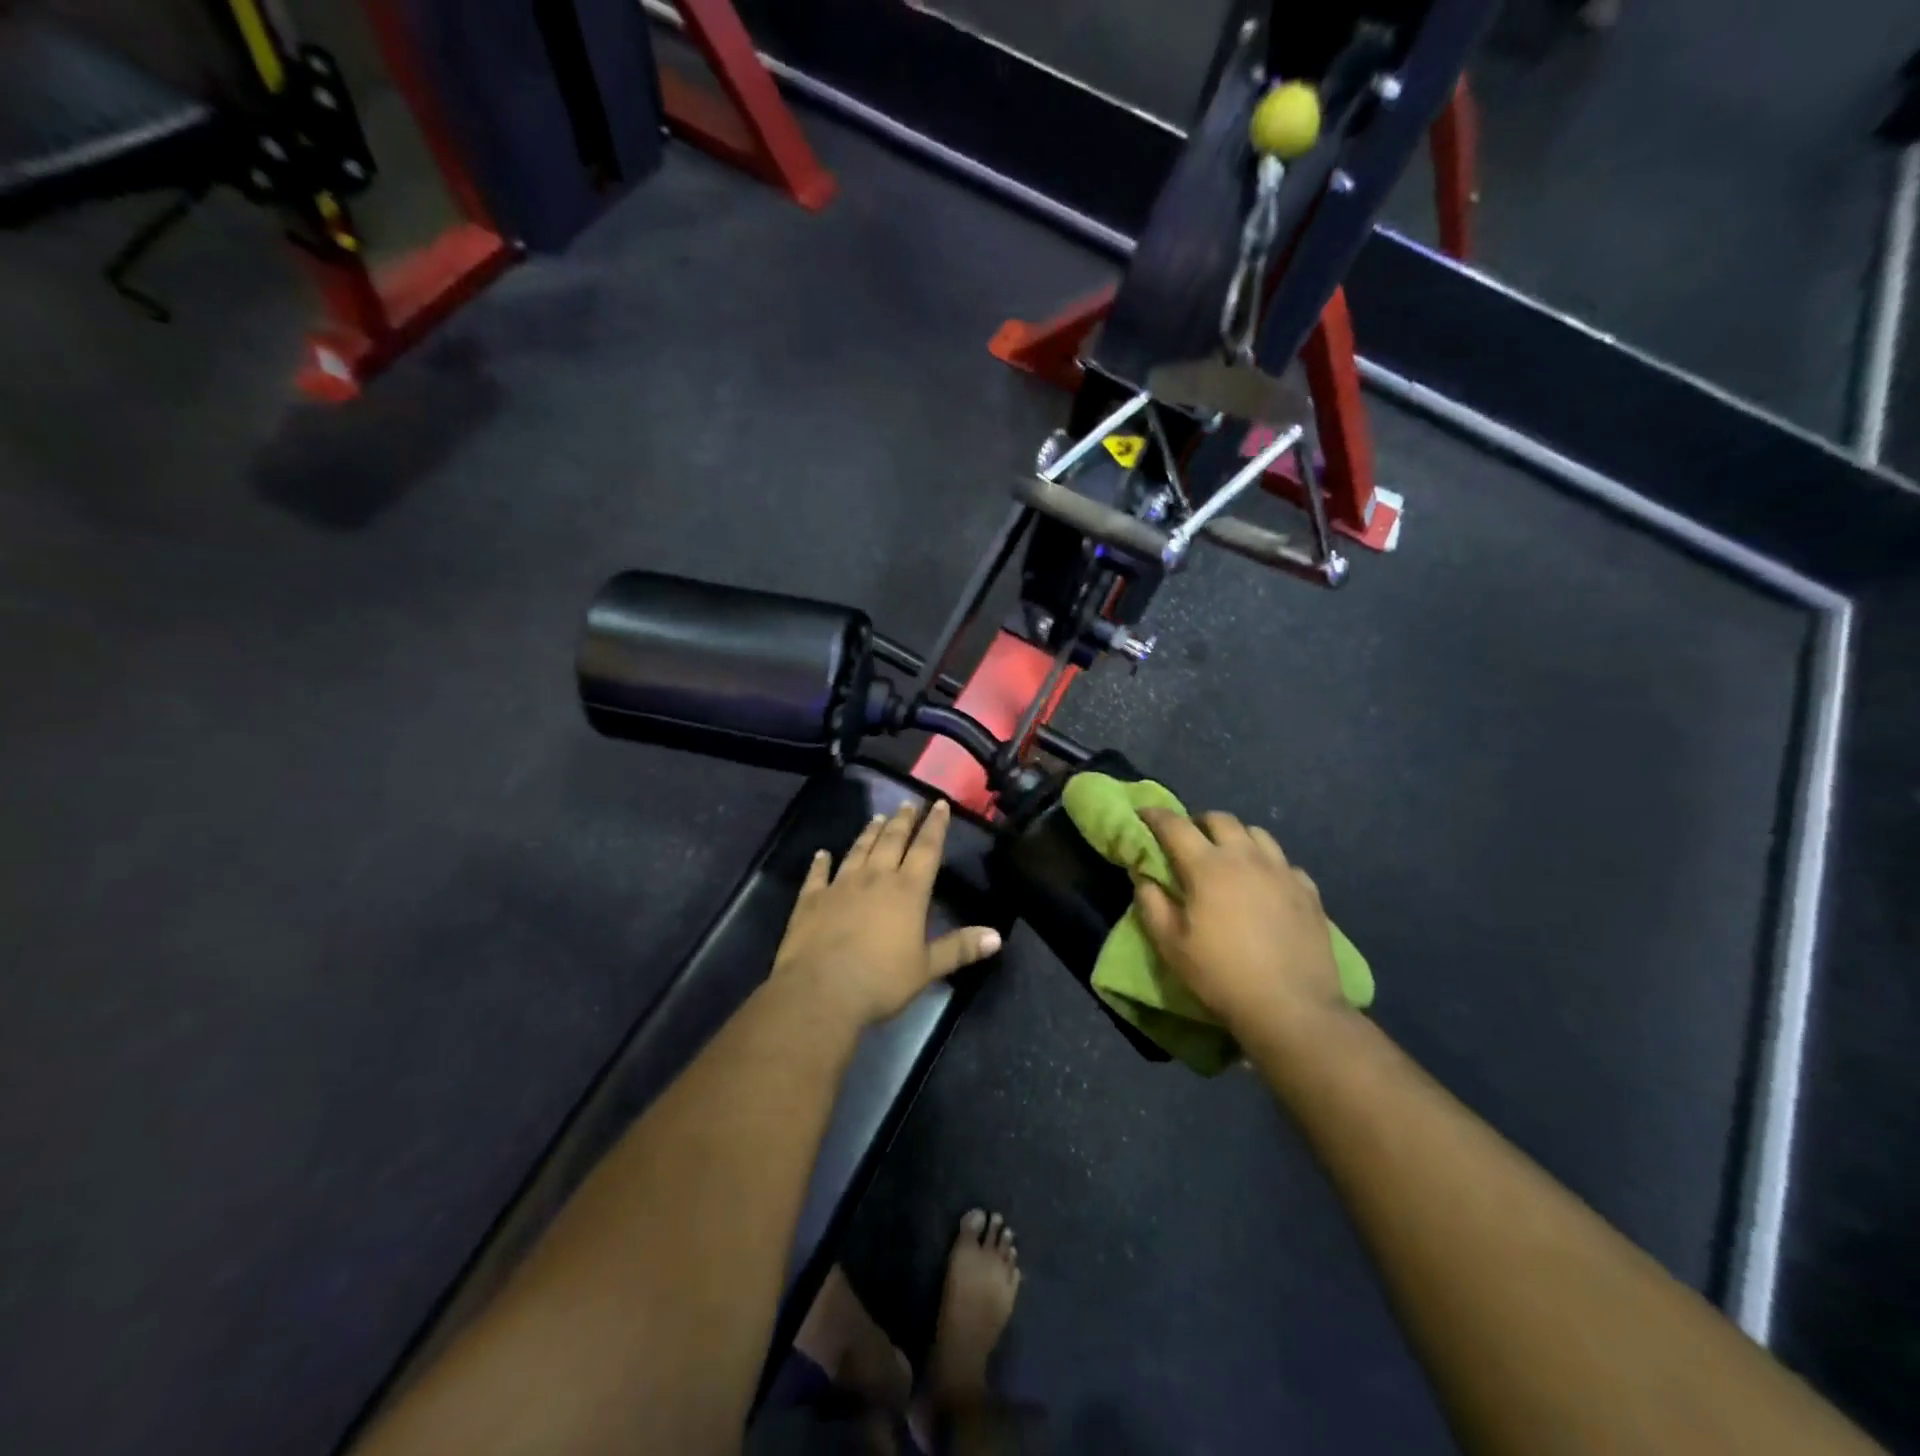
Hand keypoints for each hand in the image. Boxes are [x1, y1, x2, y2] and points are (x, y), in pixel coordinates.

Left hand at [772, 799, 1001, 1027]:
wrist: (820, 991)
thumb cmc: (880, 981)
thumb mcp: (927, 968)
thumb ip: (959, 948)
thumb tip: (997, 936)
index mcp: (907, 891)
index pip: (927, 849)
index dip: (935, 826)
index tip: (939, 804)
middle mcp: (875, 878)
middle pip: (892, 841)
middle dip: (903, 821)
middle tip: (908, 803)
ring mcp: (840, 885)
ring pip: (858, 850)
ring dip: (869, 833)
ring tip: (877, 817)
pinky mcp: (811, 899)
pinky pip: (818, 874)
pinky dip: (821, 862)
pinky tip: (822, 853)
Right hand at [1134, 809, 1346, 1036]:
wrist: (1292, 1008)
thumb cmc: (1221, 975)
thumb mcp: (1171, 945)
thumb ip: (1151, 903)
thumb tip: (1143, 875)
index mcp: (1207, 866)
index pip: (1175, 826)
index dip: (1156, 816)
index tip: (1143, 814)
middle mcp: (1246, 857)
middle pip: (1220, 820)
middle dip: (1199, 822)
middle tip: (1188, 840)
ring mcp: (1282, 871)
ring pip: (1257, 834)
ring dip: (1236, 837)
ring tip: (1229, 857)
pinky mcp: (1308, 891)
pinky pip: (1284, 862)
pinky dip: (1268, 864)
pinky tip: (1264, 885)